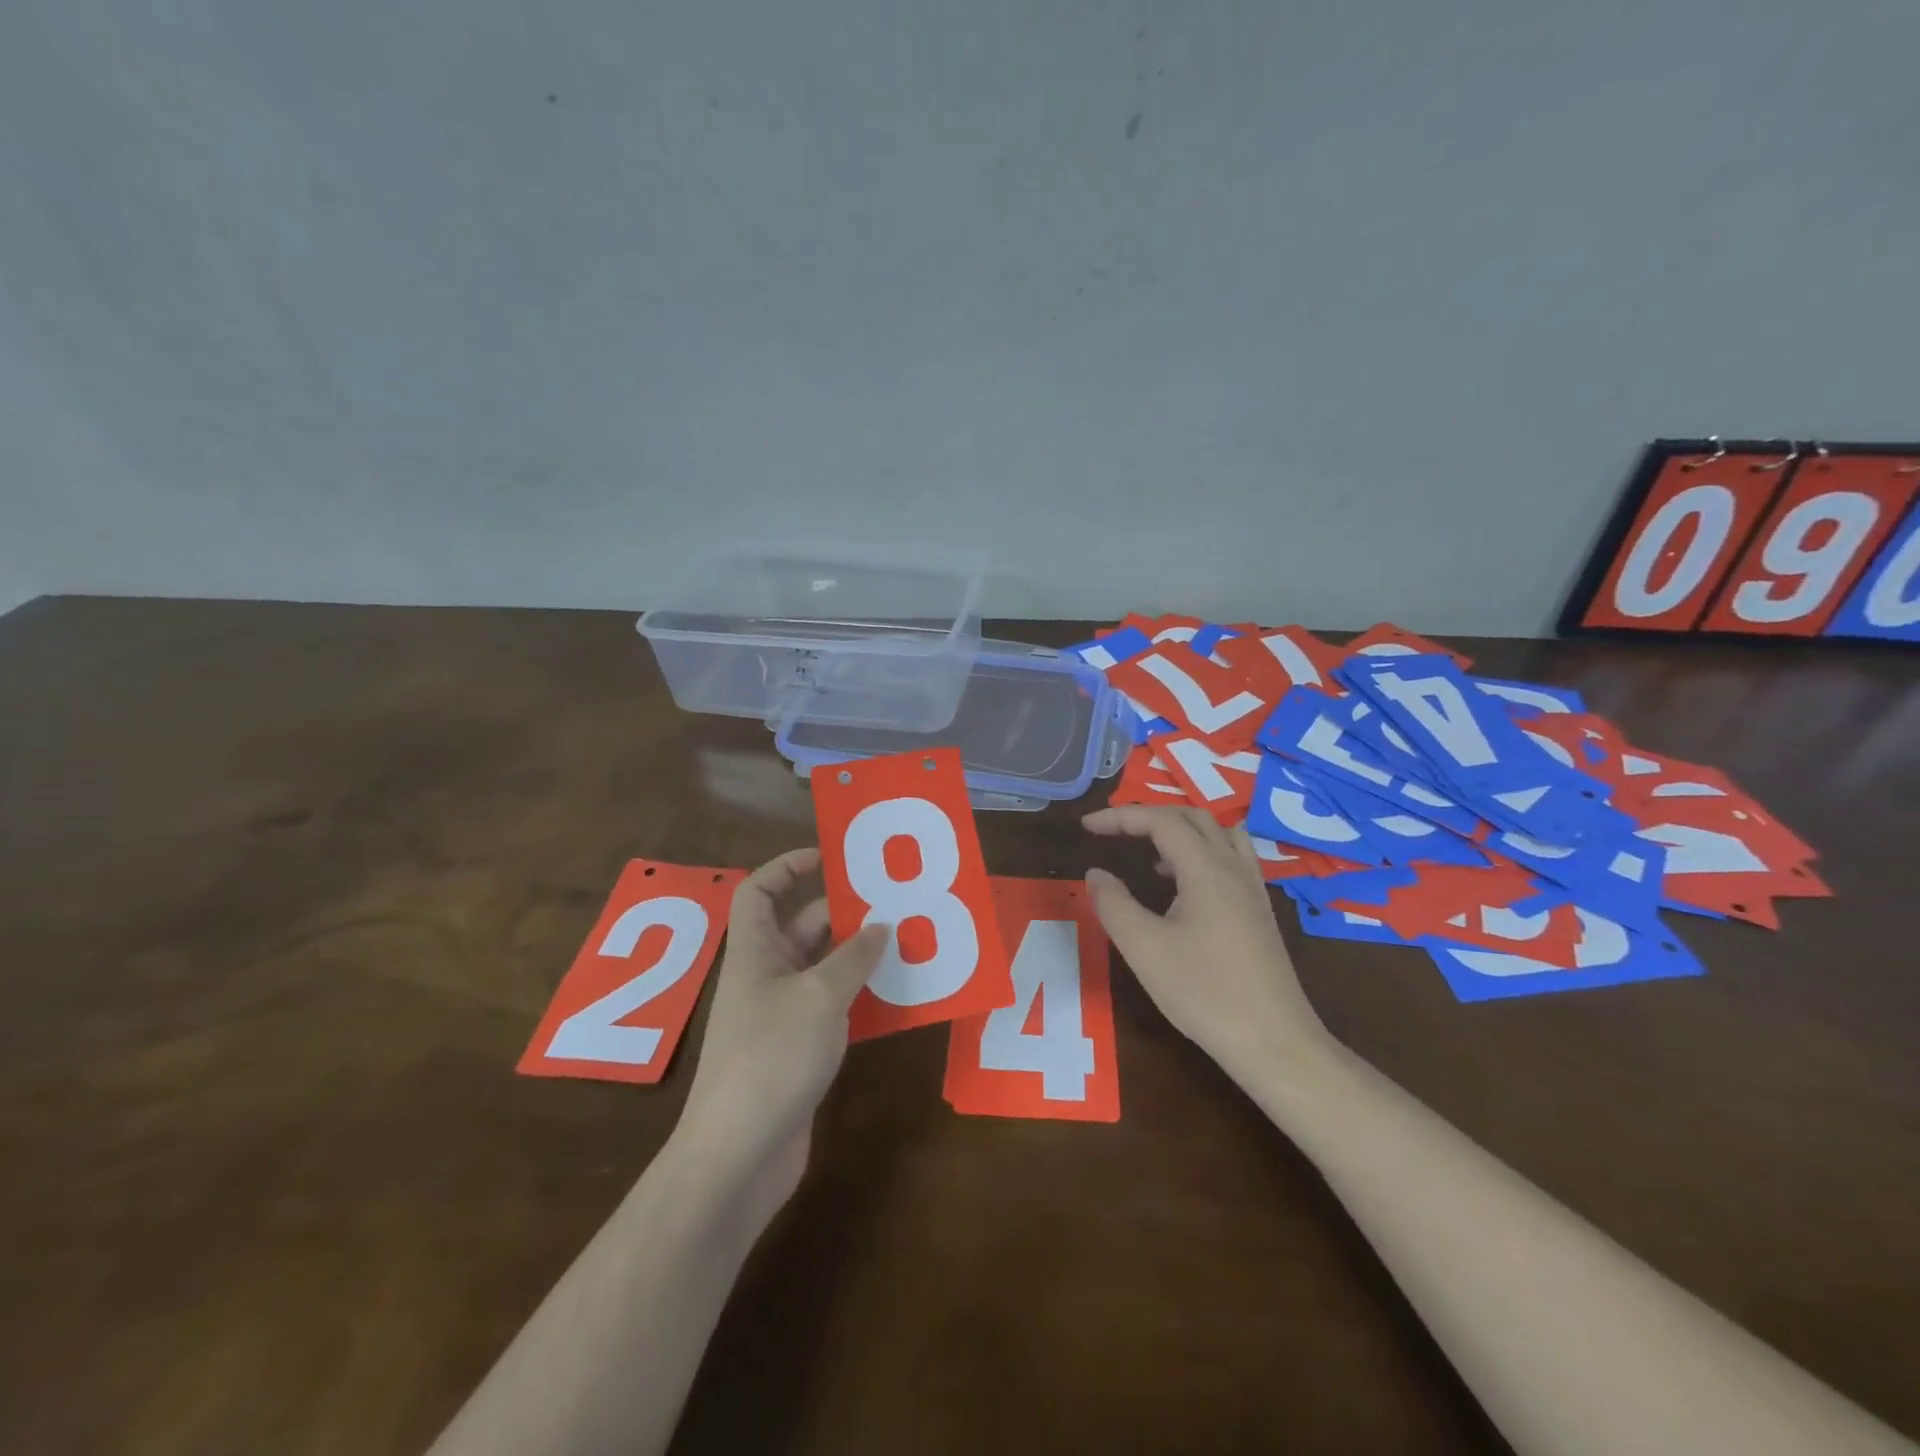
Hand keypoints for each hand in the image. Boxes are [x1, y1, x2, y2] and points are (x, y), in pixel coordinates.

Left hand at [673, 849, 887, 1224]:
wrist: (739, 1157)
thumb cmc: (771, 1059)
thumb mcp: (819, 998)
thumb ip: (854, 957)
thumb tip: (882, 925)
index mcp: (754, 951)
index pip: (760, 890)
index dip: (789, 866)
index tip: (833, 858)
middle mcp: (766, 975)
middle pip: (802, 926)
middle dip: (845, 911)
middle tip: (896, 901)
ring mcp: (781, 1014)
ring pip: (823, 967)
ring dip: (861, 955)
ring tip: (910, 941)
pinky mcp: (799, 1048)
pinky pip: (833, 1005)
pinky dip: (862, 995)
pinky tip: (900, 996)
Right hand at [1082, 806, 1332, 1082]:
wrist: (1274, 1042)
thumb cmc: (1204, 992)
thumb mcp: (1144, 948)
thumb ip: (1113, 904)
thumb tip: (1096, 873)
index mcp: (1206, 868)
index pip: (1160, 821)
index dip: (1121, 816)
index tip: (1087, 826)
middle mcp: (1233, 867)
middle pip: (1192, 817)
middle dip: (1149, 816)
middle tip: (1114, 832)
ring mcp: (1252, 889)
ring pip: (1218, 834)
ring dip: (1179, 831)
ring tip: (1149, 853)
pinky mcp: (1259, 911)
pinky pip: (1230, 858)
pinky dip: (1200, 853)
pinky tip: (1181, 887)